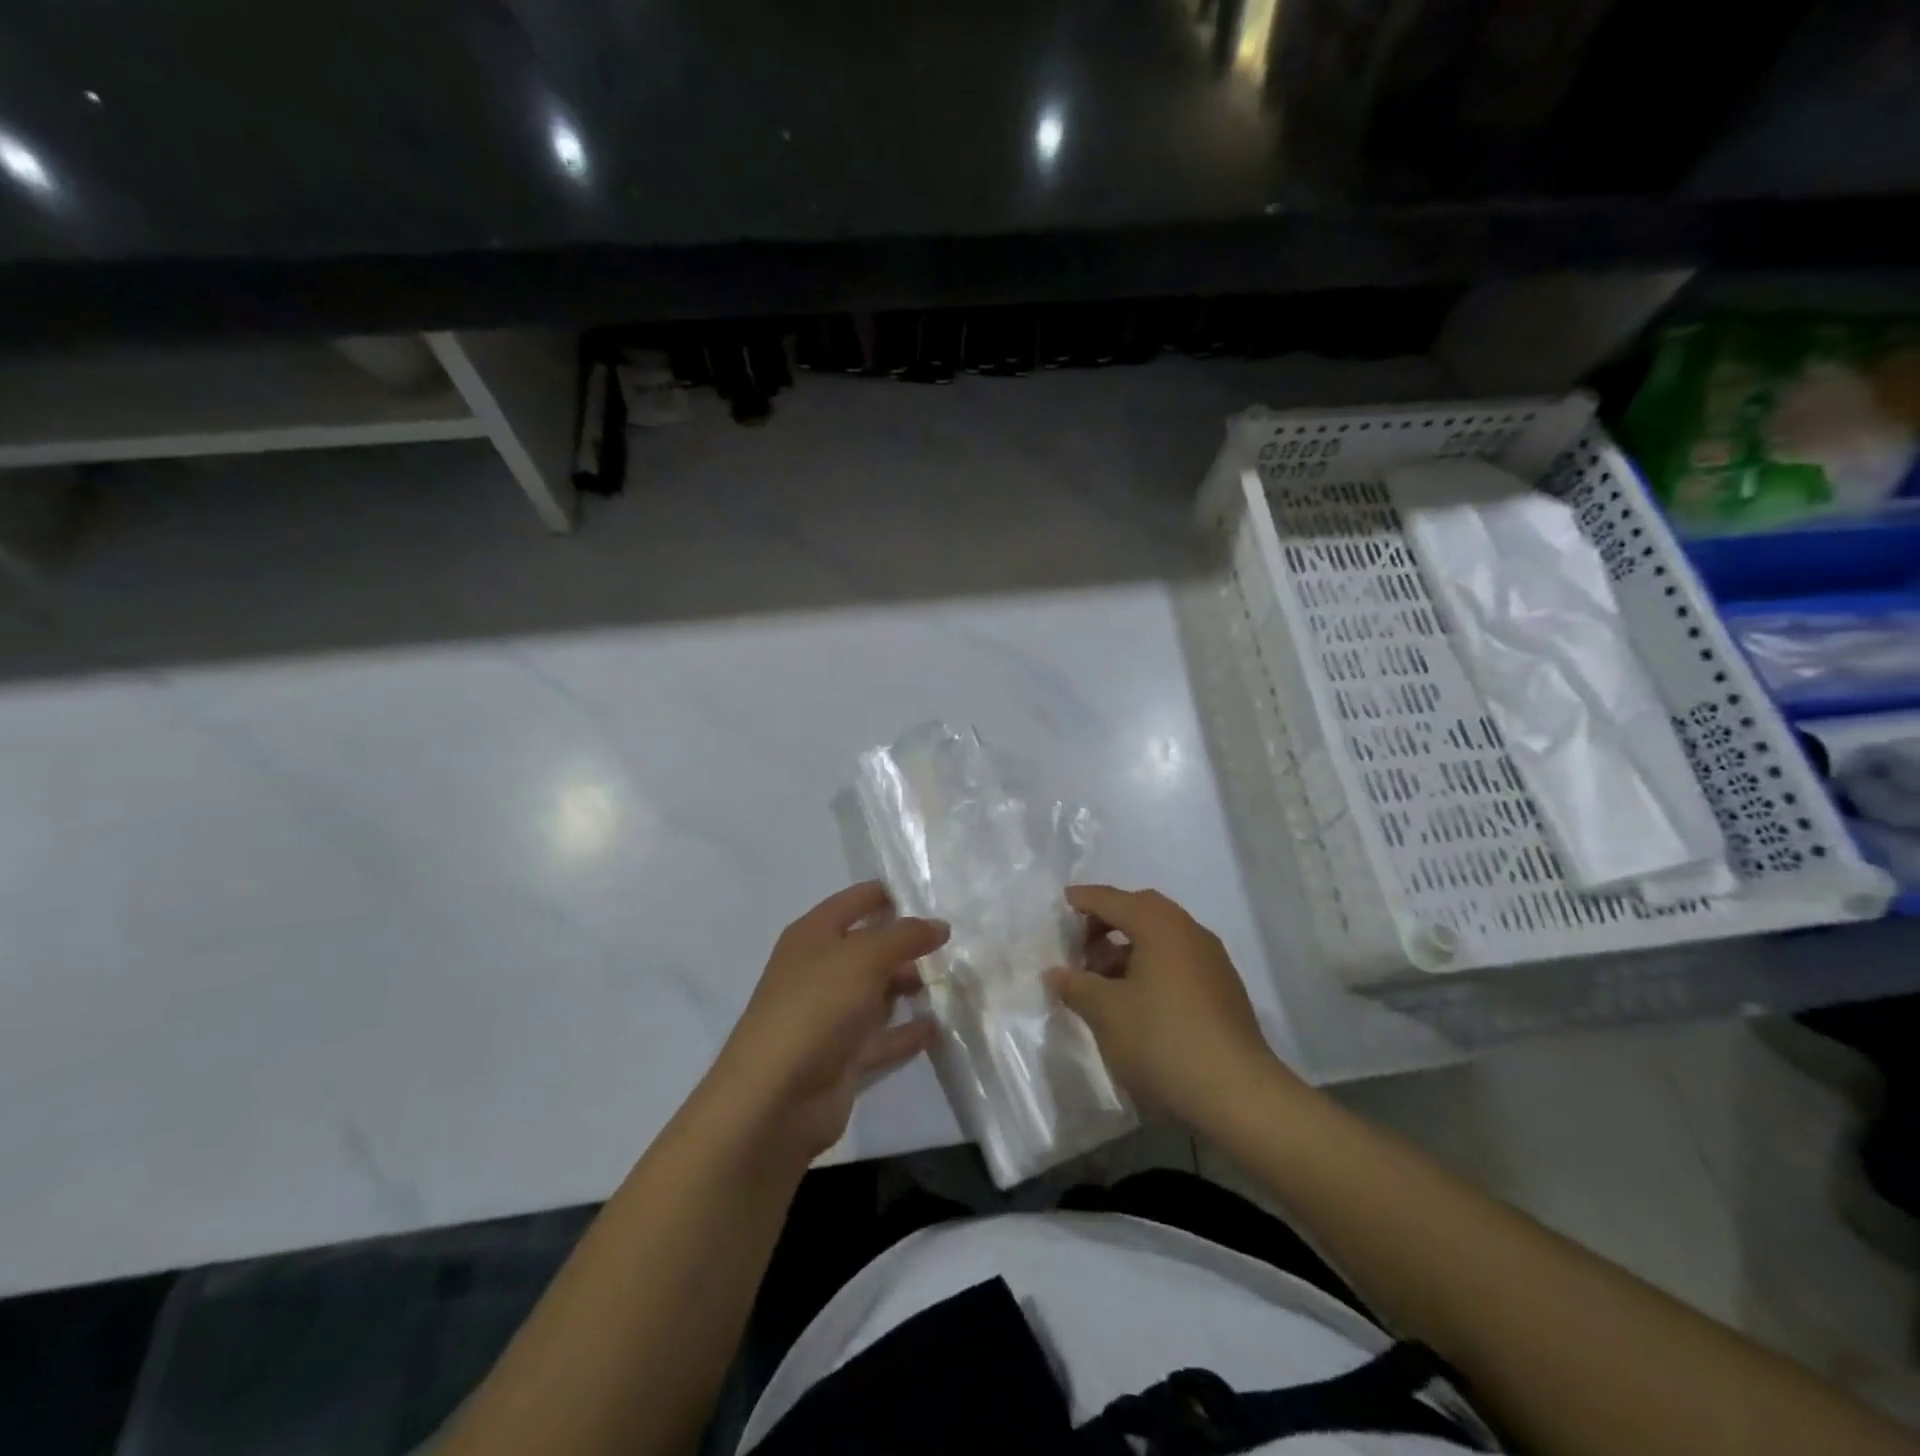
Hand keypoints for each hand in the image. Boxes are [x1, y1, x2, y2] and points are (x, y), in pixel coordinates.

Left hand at [706, 882, 947, 1160]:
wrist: (776, 1097)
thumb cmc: (816, 1007)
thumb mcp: (864, 957)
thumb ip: (905, 936)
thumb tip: (939, 925)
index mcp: (814, 935)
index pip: (854, 901)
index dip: (887, 895)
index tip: (929, 894)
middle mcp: (820, 970)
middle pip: (869, 947)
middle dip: (906, 944)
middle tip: (952, 943)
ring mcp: (830, 1015)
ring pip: (877, 992)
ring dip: (909, 986)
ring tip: (953, 980)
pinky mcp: (843, 1056)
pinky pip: (883, 1037)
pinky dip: (907, 1031)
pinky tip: (938, 1027)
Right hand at [1046, 885, 1301, 1128]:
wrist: (1237, 1093)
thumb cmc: (1162, 1039)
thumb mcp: (1106, 1012)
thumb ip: (1076, 986)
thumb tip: (1056, 973)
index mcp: (1160, 925)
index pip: (1114, 900)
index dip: (1085, 900)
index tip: (1063, 902)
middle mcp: (1190, 932)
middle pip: (1142, 911)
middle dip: (1108, 922)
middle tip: (1081, 946)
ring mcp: (1212, 961)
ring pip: (1162, 938)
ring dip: (1129, 948)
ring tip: (1103, 981)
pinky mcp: (1223, 989)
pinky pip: (1178, 960)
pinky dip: (1151, 966)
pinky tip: (1136, 1000)